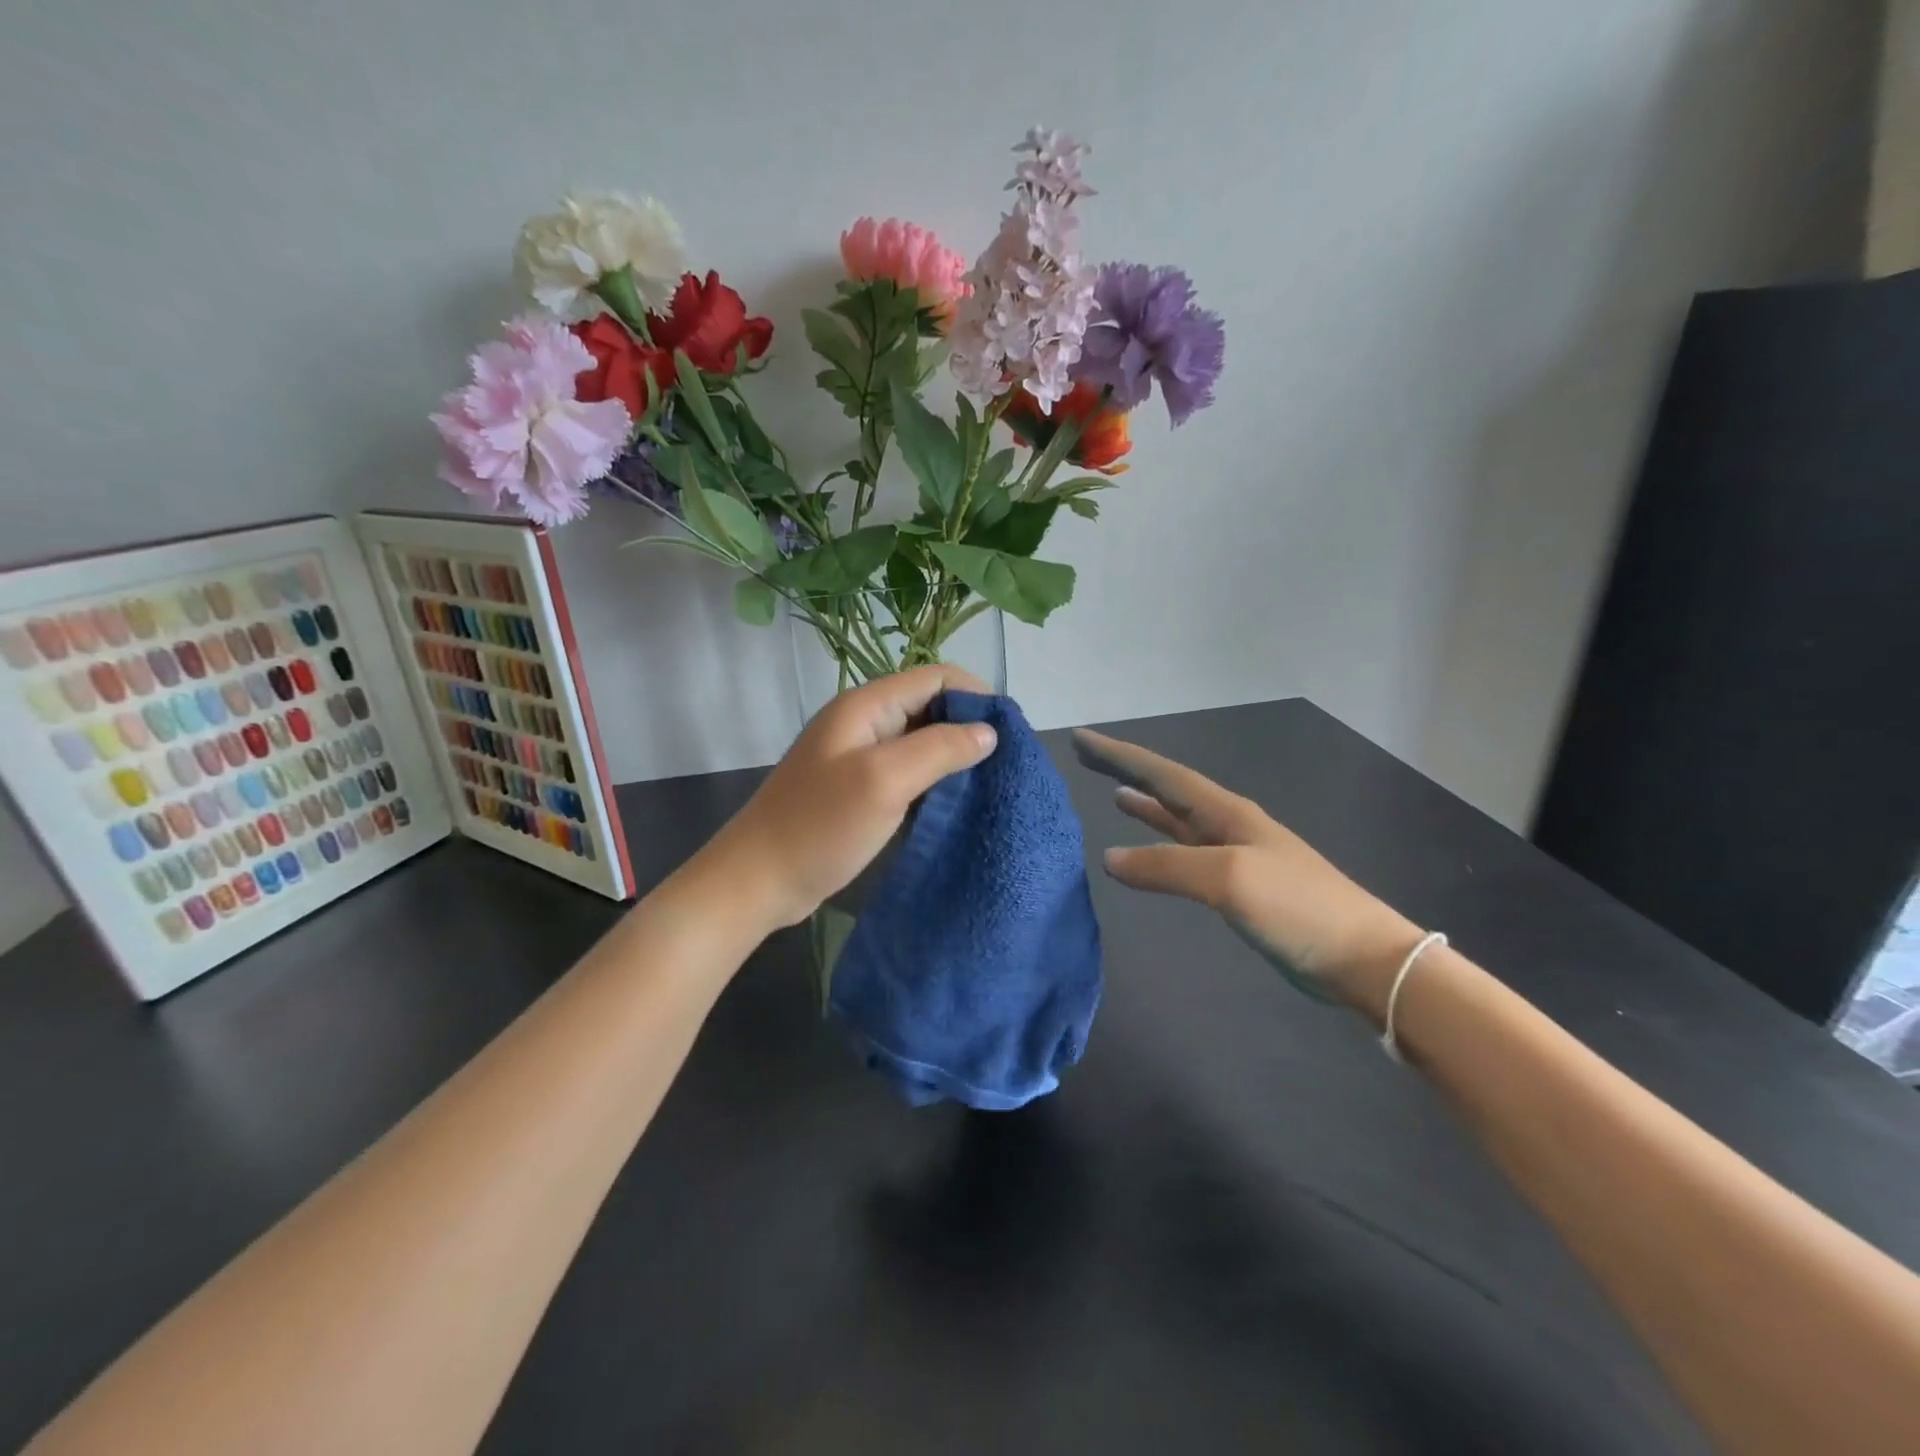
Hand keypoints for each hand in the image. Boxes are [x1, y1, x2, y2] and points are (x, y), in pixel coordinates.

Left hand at [709, 666, 997, 929]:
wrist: (759, 880)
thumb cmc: (821, 826)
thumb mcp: (885, 781)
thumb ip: (939, 749)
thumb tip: (989, 732)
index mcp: (866, 706)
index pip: (935, 677)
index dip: (976, 696)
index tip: (1010, 732)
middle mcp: (864, 722)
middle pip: (929, 706)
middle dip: (969, 726)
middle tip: (1004, 762)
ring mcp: (860, 757)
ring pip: (920, 741)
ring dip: (953, 755)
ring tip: (988, 782)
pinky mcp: (859, 789)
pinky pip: (908, 771)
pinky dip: (934, 780)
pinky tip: (954, 802)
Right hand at [1072, 728, 1420, 1012]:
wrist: (1361, 958)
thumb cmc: (1297, 908)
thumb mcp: (1227, 879)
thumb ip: (1165, 866)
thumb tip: (1109, 858)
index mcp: (1226, 812)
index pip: (1162, 774)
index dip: (1120, 754)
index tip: (1082, 738)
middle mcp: (1227, 824)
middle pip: (1167, 788)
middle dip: (1128, 770)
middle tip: (1088, 757)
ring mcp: (1234, 855)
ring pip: (1177, 818)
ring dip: (1146, 804)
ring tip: (1113, 792)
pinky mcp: (1237, 887)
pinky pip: (1185, 852)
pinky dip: (1160, 843)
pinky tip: (1147, 850)